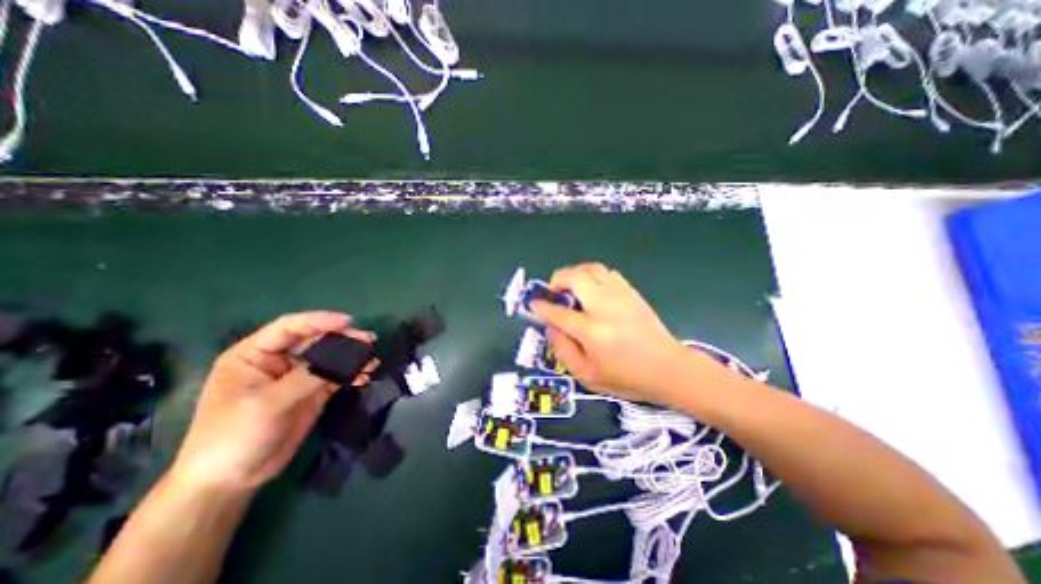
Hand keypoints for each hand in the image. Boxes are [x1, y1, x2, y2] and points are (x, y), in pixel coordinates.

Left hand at [171, 310, 377, 492]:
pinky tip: (365, 376)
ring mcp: (297, 377)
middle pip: (316, 340)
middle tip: (368, 341)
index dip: (319, 321)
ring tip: (372, 359)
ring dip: (352, 357)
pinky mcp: (313, 392)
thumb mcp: (266, 404)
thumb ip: (305, 377)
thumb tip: (342, 358)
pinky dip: (352, 374)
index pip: (290, 327)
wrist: (232, 480)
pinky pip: (337, 376)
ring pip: (330, 357)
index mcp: (254, 355)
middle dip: (343, 339)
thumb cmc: (233, 437)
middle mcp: (278, 361)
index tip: (348, 322)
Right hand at [531, 262, 712, 402]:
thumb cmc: (627, 378)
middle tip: (554, 292)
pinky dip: (592, 275)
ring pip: (591, 268)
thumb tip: (551, 327)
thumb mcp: (587, 376)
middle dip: (557, 280)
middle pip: (574, 278)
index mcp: (592, 332)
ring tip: (571, 287)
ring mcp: (620, 296)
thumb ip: (563, 351)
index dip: (542, 307)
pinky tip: (592, 289)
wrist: (668, 369)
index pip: (558, 312)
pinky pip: (607, 272)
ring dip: (575, 273)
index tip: (535, 303)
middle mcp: (604, 308)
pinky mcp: (631, 292)